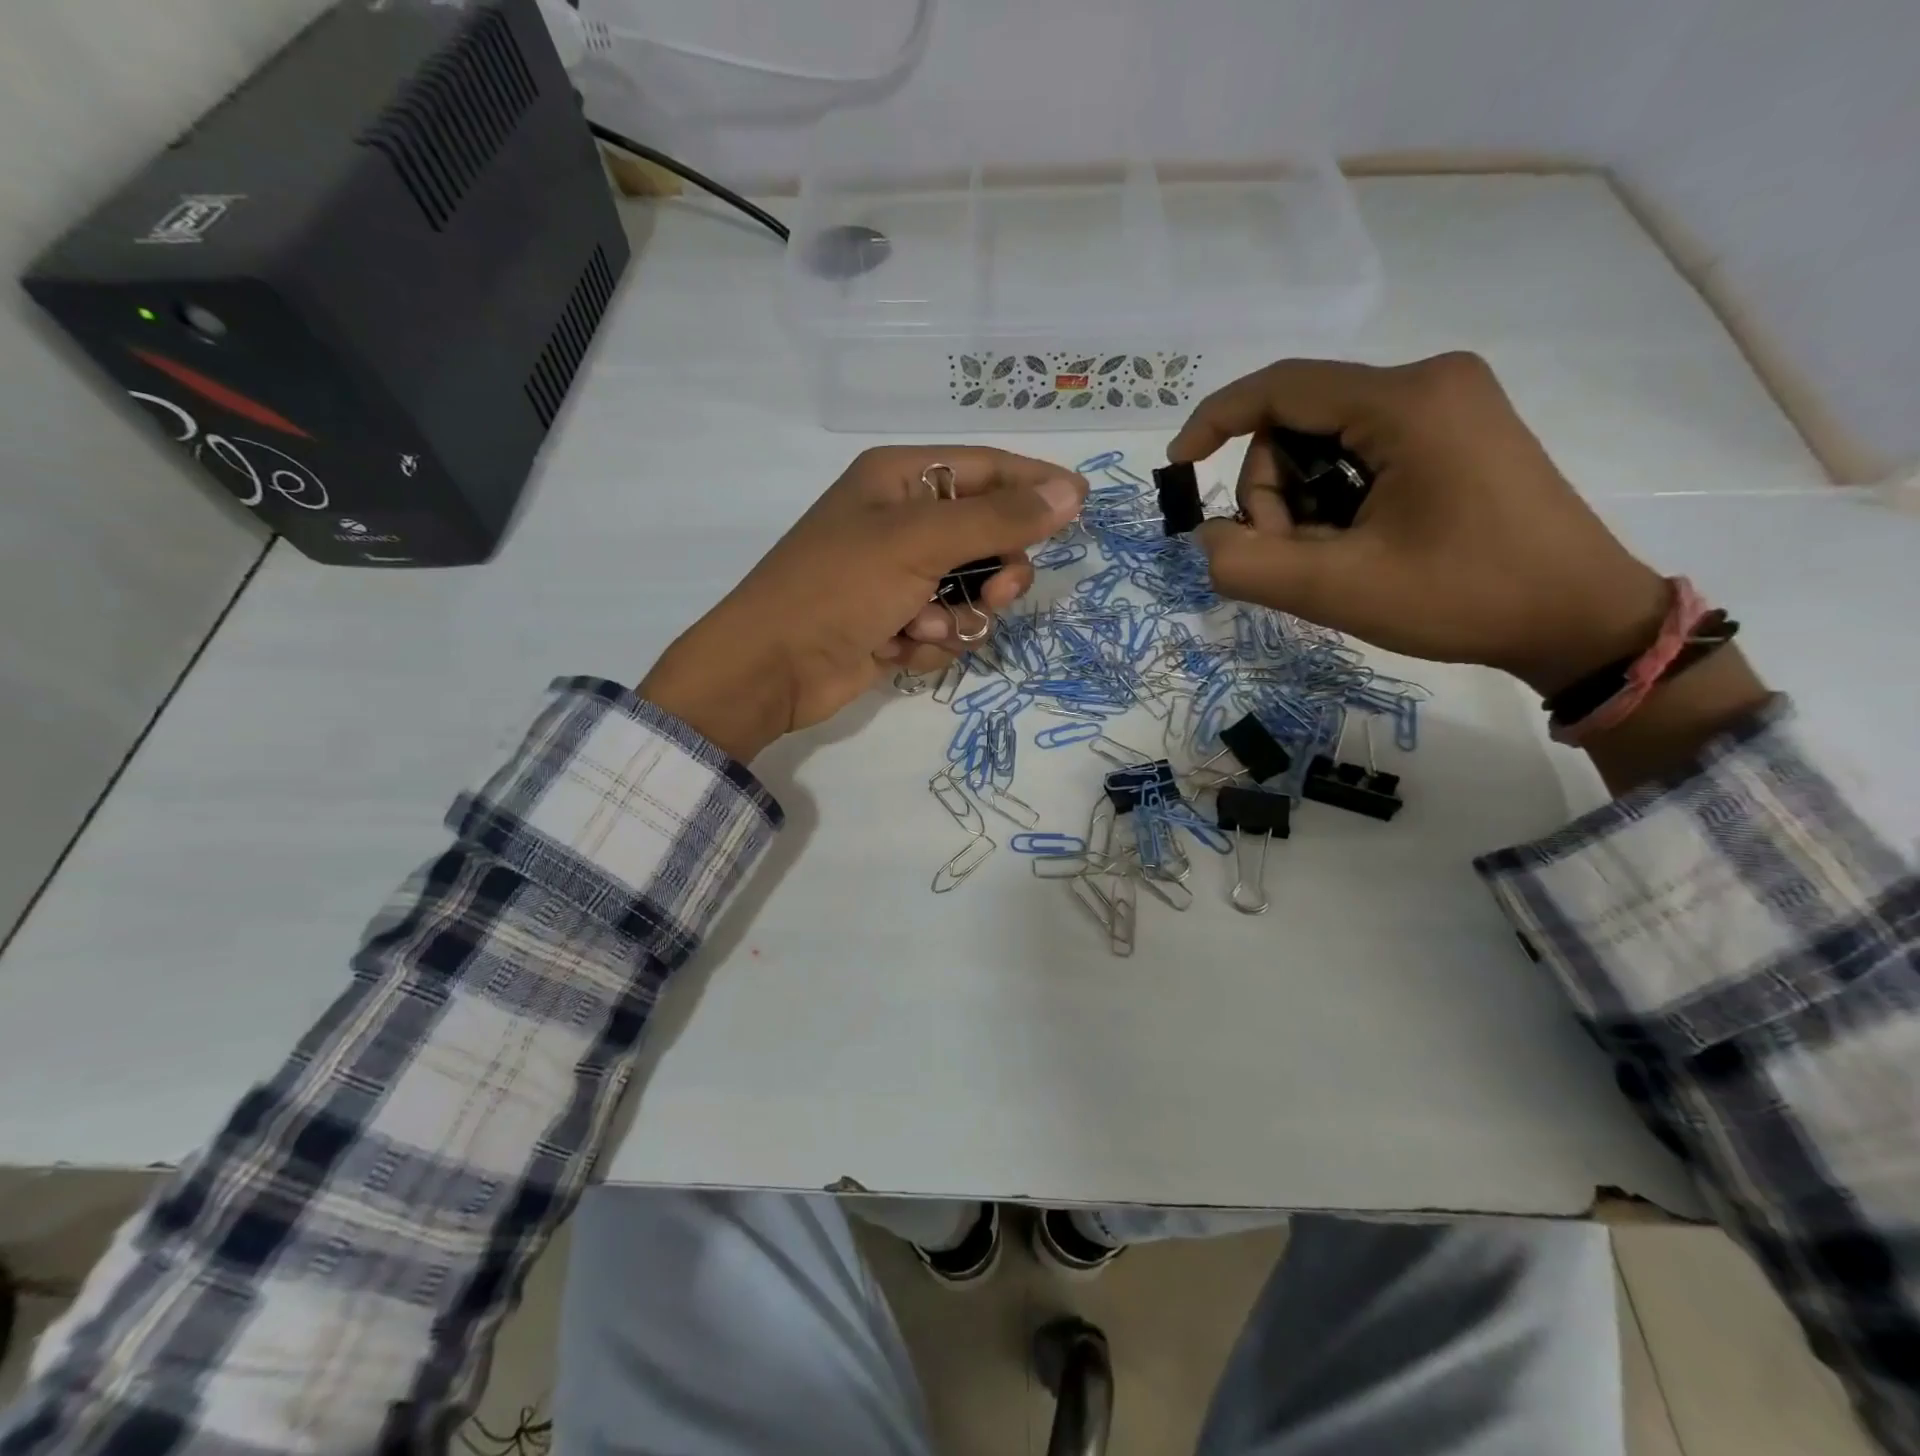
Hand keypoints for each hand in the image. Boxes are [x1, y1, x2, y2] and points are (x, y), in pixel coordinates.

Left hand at [639, 446, 1086, 759]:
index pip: (987, 468)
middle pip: (987, 535)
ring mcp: (899, 576)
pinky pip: (947, 626)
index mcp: (900, 479)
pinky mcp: (896, 622)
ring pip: (972, 589)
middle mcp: (902, 521)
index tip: (1081, 504)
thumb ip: (998, 519)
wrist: (772, 668)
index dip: (1034, 484)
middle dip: (995, 569)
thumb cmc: (838, 588)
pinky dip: (933, 640)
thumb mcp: (919, 542)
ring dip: (960, 614)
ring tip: (925, 627)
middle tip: (996, 591)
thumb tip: (1071, 491)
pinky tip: (902, 648)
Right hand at [1173, 353, 1669, 695]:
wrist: (1578, 618)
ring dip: (1302, 504)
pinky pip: (1360, 452)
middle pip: (1298, 422)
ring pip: (1325, 441)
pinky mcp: (1455, 431)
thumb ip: (1248, 564)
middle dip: (1273, 494)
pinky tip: (1356, 543)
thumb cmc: (1463, 598)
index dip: (1215, 423)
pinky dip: (1335, 499)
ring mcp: (1447, 404)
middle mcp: (1428, 382)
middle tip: (1294, 558)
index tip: (1179, 468)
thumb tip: (1205, 537)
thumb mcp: (1339, 589)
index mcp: (1405, 402)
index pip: (1279, 387)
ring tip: (1332, 559)